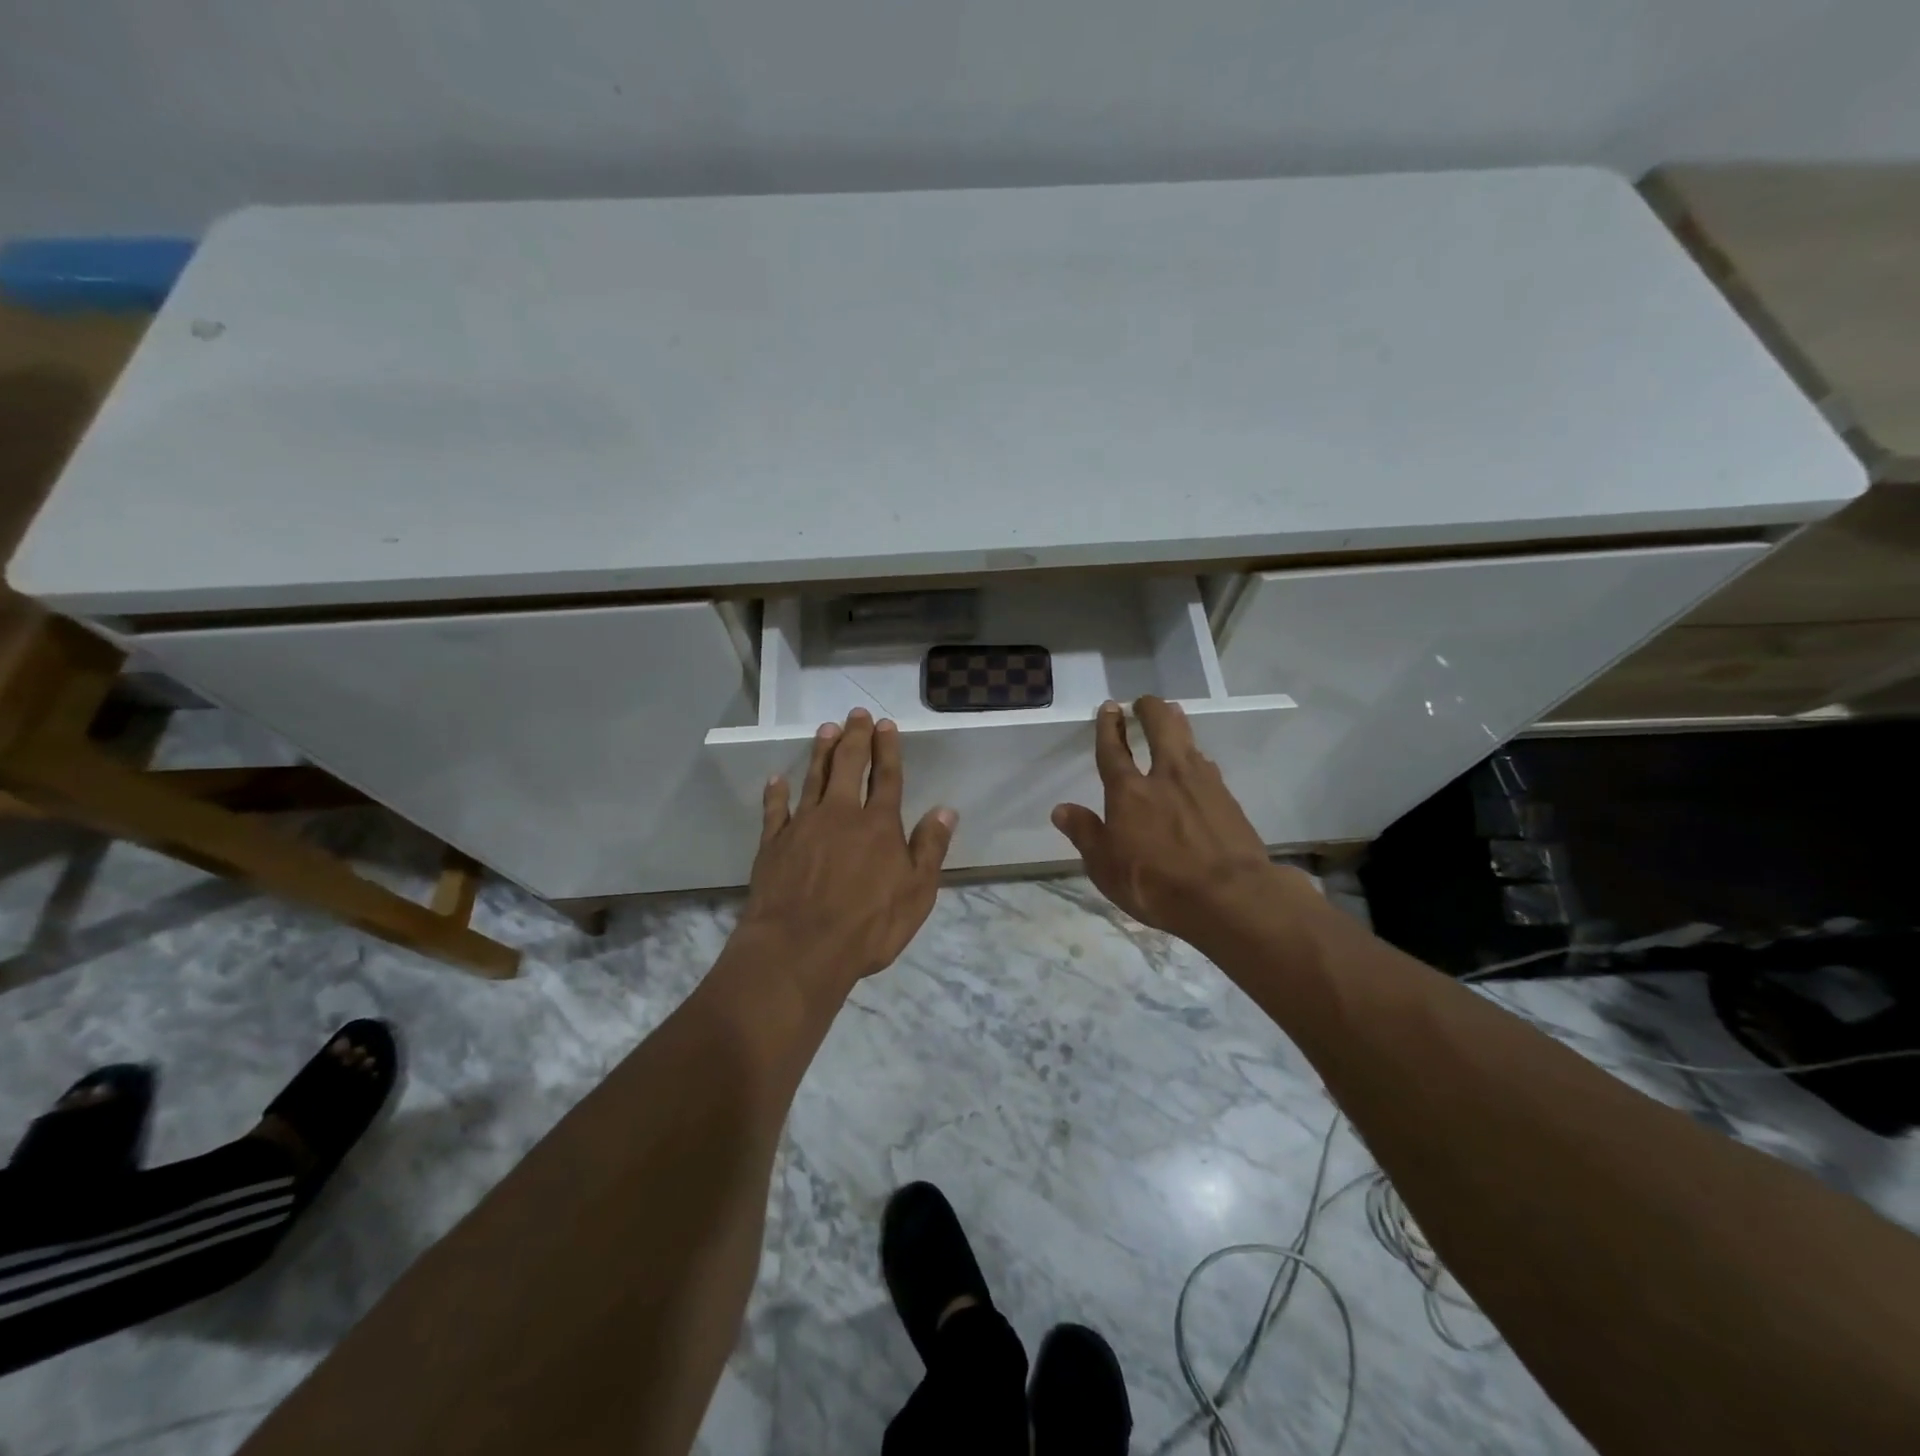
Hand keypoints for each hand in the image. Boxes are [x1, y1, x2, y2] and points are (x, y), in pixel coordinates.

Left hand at [739, 708, 956, 991]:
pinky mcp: (773, 842)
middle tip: (856, 713)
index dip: (887, 749)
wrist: (800, 948)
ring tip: (826, 729)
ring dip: (821, 752)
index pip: (887, 778)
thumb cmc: (868, 926)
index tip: (885, 724)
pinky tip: (777, 779)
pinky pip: (775, 809)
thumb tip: (945, 810)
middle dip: (855, 737)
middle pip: (849, 766)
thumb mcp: (916, 893)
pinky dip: (776, 792)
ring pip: (814, 778)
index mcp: (878, 825)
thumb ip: (929, 848)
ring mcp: (803, 825)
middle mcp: (841, 814)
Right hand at [1052, 698, 1306, 947]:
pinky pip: (1207, 767)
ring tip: (1173, 716)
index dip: (1108, 726)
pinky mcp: (1228, 799)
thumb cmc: (1156, 884)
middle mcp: (1165, 777)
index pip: (1113, 750)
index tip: (1109, 707)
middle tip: (1144, 702)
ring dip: (1177, 724)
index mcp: (1129, 792)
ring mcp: (1202, 784)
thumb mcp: (1106, 867)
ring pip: (1188, 741)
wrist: (1229, 896)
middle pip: (1161, 728)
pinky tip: (1198, 764)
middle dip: (1150, 709)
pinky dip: (1197, 758)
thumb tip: (1061, 809)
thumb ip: (1085, 834)